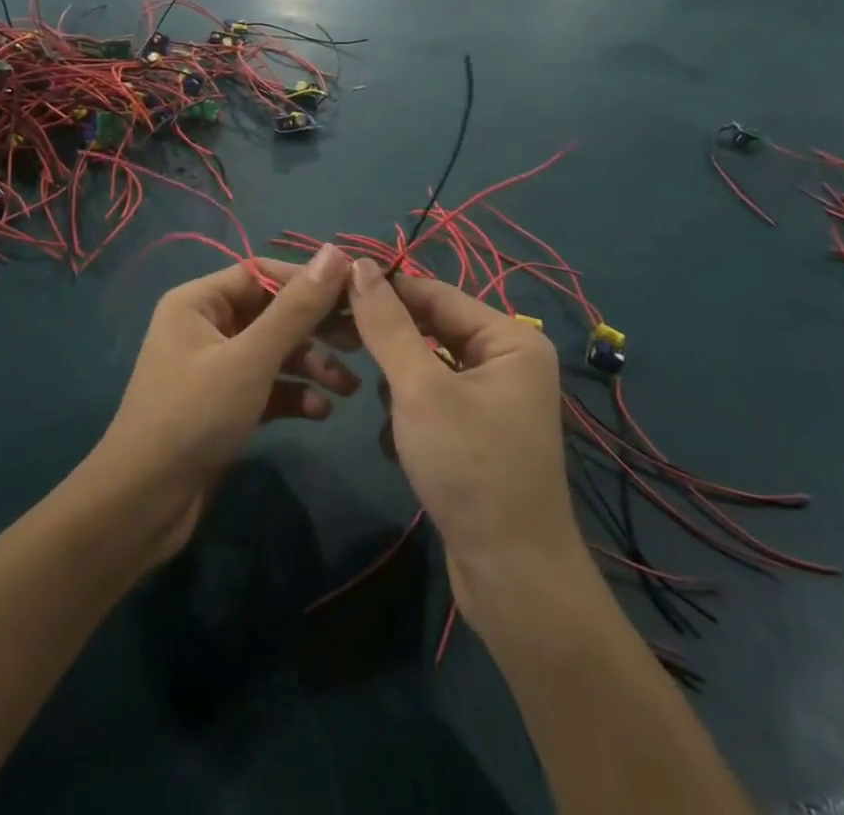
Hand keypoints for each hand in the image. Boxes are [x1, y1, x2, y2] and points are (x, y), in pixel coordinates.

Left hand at [93, 246, 358, 560]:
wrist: (144, 505)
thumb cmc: (195, 416)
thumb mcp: (251, 359)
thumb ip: (296, 308)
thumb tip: (336, 252)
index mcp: (199, 302)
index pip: (262, 272)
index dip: (308, 280)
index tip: (354, 293)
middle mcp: (205, 326)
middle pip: (272, 312)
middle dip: (315, 329)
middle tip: (359, 342)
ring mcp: (214, 367)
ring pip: (274, 352)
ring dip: (311, 366)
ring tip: (348, 389)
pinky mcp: (224, 404)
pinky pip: (267, 386)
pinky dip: (294, 395)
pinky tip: (321, 413)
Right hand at [346, 260, 582, 616]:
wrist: (512, 579)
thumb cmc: (470, 468)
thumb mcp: (420, 389)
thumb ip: (386, 324)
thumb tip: (357, 265)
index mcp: (509, 338)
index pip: (436, 293)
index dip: (384, 288)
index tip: (330, 289)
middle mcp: (507, 360)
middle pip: (432, 329)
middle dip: (389, 343)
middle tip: (336, 340)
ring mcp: (494, 400)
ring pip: (426, 367)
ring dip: (398, 385)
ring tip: (383, 412)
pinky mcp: (477, 435)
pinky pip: (432, 401)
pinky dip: (409, 415)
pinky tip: (397, 445)